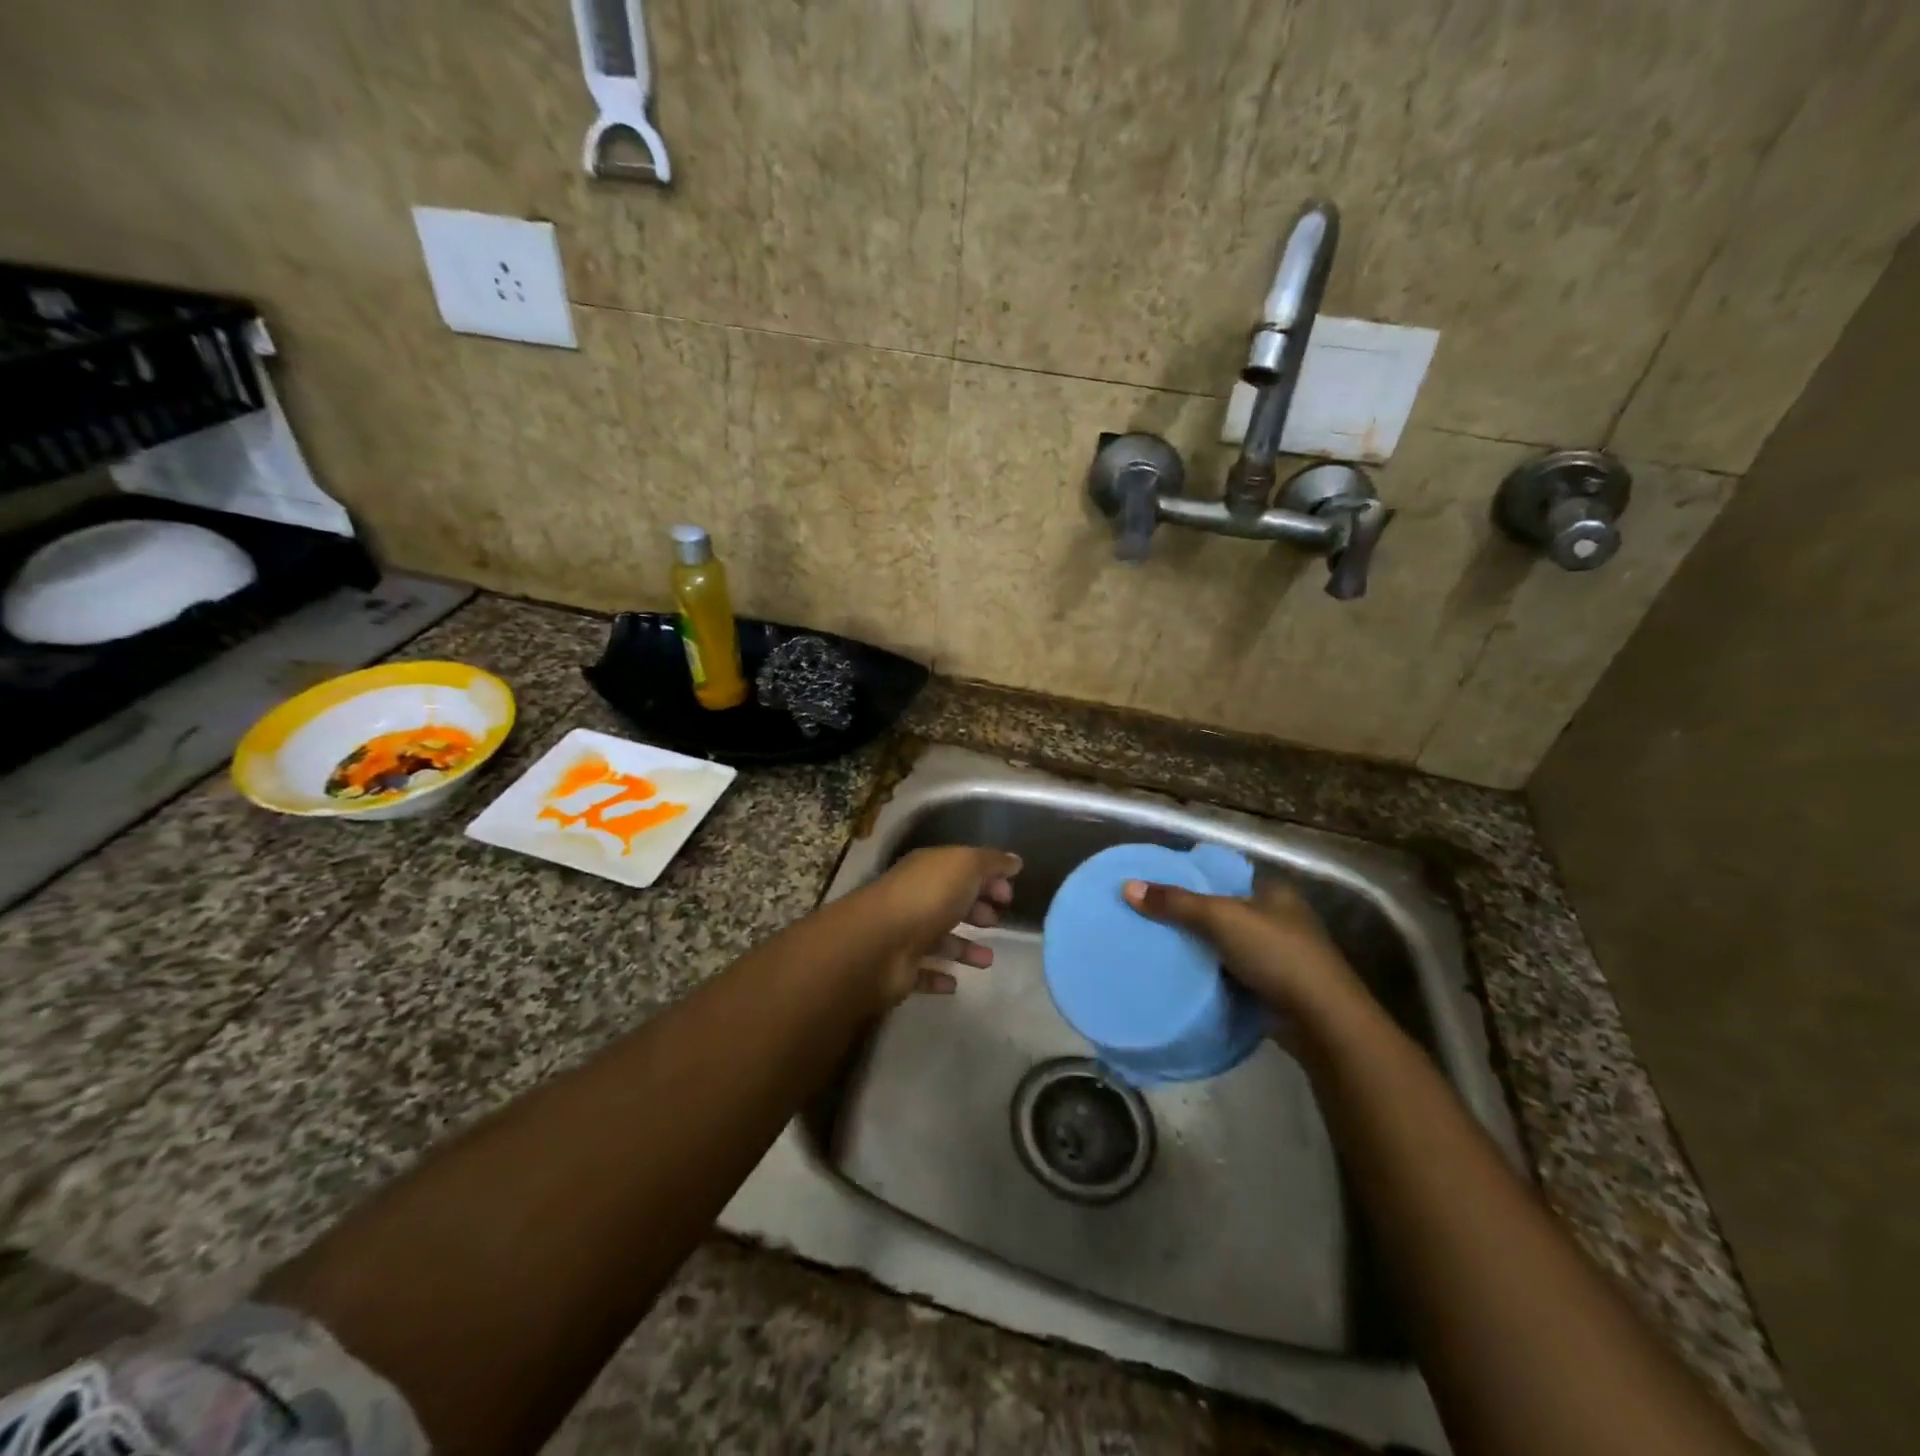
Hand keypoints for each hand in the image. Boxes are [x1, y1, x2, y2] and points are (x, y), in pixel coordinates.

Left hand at [863, 846, 1021, 1005]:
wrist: (879, 944)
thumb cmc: (927, 897)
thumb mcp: (965, 866)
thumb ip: (991, 862)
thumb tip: (1015, 861)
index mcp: (928, 870)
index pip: (961, 870)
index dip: (987, 879)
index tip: (1009, 896)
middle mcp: (915, 899)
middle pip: (950, 903)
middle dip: (976, 911)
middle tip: (998, 923)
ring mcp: (905, 935)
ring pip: (940, 940)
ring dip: (964, 948)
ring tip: (988, 961)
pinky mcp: (900, 970)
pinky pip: (923, 973)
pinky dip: (939, 977)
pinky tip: (955, 984)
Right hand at [1122, 874, 1367, 1023]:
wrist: (1321, 1021)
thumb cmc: (1276, 954)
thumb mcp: (1220, 918)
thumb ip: (1175, 903)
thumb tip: (1127, 887)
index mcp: (1274, 892)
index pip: (1227, 876)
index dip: (1194, 878)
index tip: (1158, 886)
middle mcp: (1279, 919)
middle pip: (1224, 911)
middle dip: (1191, 916)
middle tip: (1149, 917)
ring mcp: (1279, 956)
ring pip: (1226, 945)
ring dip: (1200, 948)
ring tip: (1156, 946)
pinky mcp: (1273, 989)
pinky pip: (1231, 974)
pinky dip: (1210, 975)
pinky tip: (1181, 976)